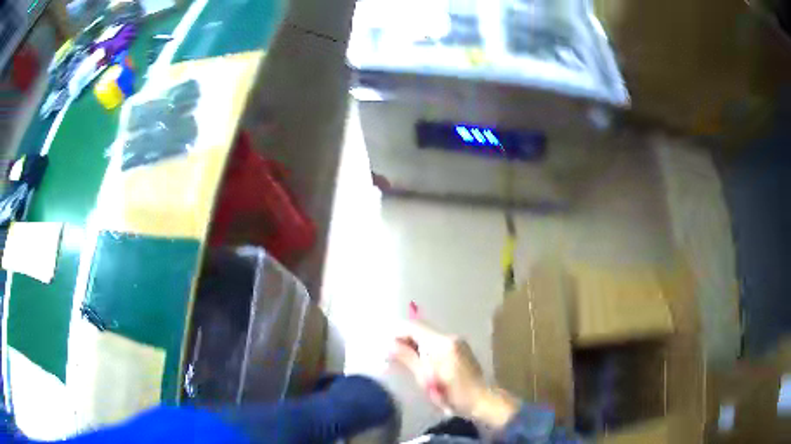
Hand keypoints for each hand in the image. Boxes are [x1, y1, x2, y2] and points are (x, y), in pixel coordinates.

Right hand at [389, 319, 518, 428]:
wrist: (481, 400)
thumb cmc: (451, 394)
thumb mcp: (425, 378)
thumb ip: (407, 358)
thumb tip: (388, 344)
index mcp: (441, 342)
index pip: (412, 326)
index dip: (396, 333)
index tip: (384, 346)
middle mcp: (450, 336)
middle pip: (420, 329)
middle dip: (404, 339)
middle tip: (390, 356)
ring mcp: (457, 341)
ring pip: (428, 336)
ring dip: (414, 345)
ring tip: (402, 361)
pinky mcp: (460, 348)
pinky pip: (437, 343)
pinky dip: (425, 349)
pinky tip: (420, 363)